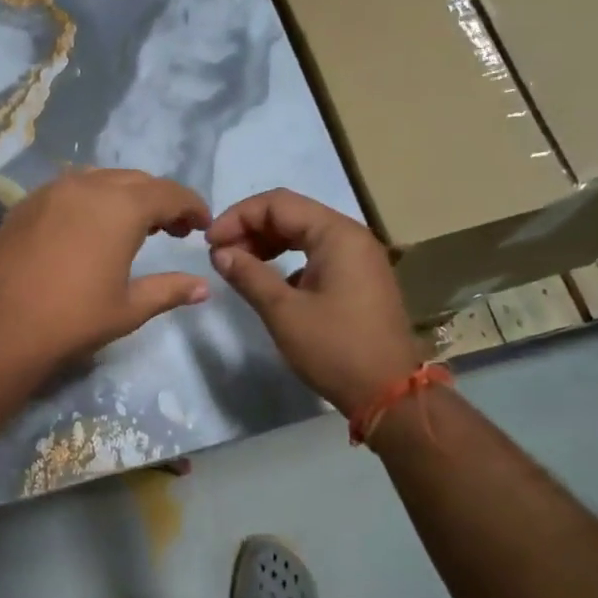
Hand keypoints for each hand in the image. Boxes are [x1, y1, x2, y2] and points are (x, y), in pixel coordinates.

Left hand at [0, 170, 212, 371]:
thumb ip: (170, 290)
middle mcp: (88, 186)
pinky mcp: (25, 204)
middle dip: (160, 200)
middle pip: (136, 181)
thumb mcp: (130, 308)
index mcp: (121, 207)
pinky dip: (90, 201)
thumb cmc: (75, 319)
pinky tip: (88, 229)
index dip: (191, 206)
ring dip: (124, 196)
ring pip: (100, 179)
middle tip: (173, 229)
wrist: (4, 329)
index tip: (202, 224)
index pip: (169, 193)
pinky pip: (68, 190)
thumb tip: (203, 287)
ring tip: (131, 226)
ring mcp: (51, 191)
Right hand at [207, 189, 422, 416]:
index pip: (277, 204)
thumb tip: (220, 253)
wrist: (389, 393)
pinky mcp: (358, 278)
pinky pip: (315, 254)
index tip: (209, 243)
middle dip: (250, 228)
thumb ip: (248, 275)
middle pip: (291, 214)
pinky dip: (287, 259)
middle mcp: (351, 236)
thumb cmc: (335, 348)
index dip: (238, 217)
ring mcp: (358, 257)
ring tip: (238, 265)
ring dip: (267, 243)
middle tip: (220, 255)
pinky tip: (268, 282)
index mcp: (337, 234)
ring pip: (303, 233)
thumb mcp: (283, 312)